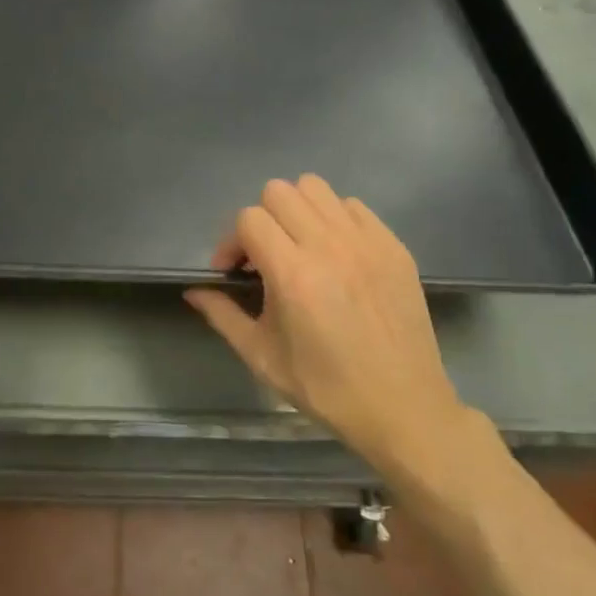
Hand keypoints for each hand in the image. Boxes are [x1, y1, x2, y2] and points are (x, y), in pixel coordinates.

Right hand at [185, 175, 495, 498]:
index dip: (231, 242)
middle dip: (261, 219)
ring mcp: (367, 242)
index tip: (234, 273)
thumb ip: (222, 315)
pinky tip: (335, 254)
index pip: (249, 218)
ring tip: (299, 247)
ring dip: (297, 211)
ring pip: (317, 188)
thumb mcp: (262, 357)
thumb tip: (194, 291)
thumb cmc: (325, 388)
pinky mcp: (394, 247)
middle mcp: (330, 246)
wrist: (401, 407)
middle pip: (279, 191)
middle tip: (264, 257)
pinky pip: (353, 206)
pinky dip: (334, 219)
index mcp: (293, 274)